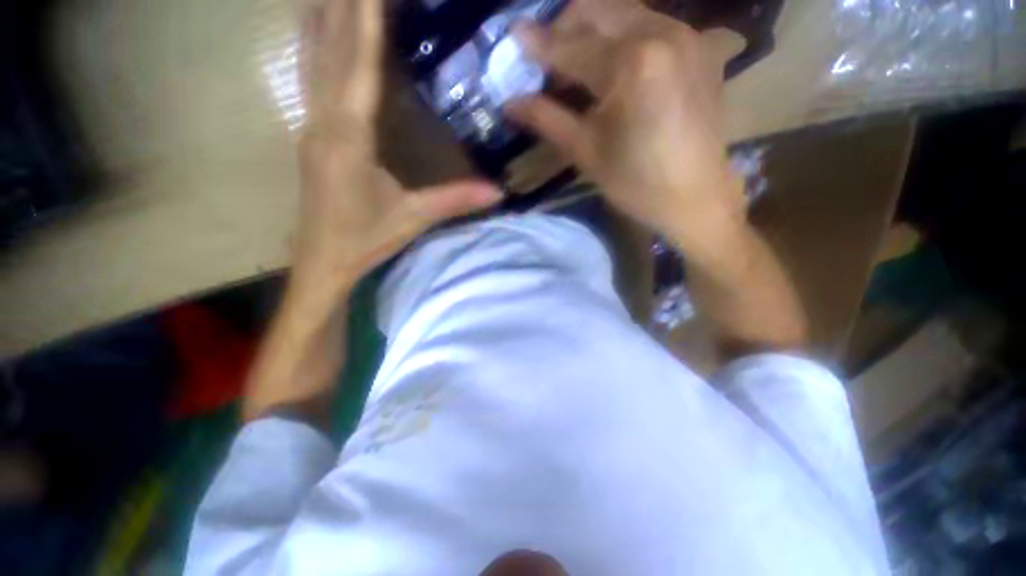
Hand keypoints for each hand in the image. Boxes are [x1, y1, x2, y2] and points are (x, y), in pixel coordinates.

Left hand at [242, 0, 501, 423]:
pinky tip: (312, 27)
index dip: (364, 17)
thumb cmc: (364, 239)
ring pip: (312, 58)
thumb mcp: (413, 218)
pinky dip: (313, 44)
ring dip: (322, 16)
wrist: (321, 260)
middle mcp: (322, 121)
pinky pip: (309, 77)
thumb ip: (455, 201)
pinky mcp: (310, 135)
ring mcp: (310, 125)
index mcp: (348, 138)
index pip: (356, 63)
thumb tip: (499, 193)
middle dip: (342, 4)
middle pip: (329, 48)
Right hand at [507, 0, 743, 255]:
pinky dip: (623, 36)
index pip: (572, 46)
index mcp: (633, 64)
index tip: (513, 35)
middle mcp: (663, 33)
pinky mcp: (701, 48)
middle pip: (600, 8)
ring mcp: (688, 36)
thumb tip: (510, 102)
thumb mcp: (586, 153)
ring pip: (627, 12)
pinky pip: (652, 26)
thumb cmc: (637, 183)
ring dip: (594, 28)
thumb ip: (547, 119)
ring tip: (575, 61)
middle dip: (566, 25)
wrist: (696, 198)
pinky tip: (613, 66)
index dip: (539, 44)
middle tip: (546, 53)